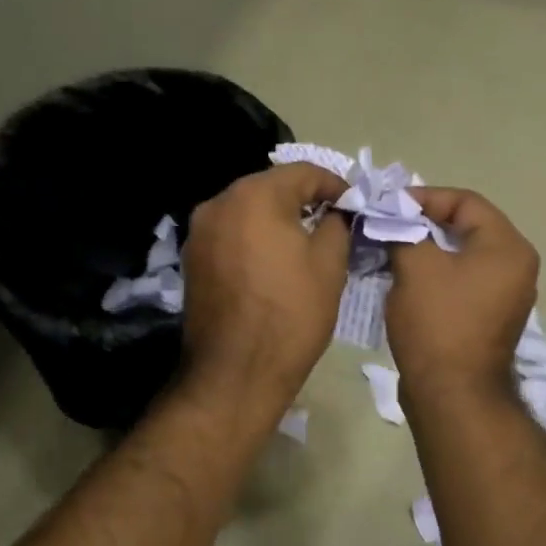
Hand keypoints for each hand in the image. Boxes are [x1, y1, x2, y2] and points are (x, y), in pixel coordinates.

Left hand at [178, 163, 349, 414]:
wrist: (235, 373)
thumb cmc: (291, 314)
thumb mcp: (329, 265)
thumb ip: (336, 225)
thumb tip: (335, 213)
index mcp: (254, 196)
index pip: (302, 172)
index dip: (334, 185)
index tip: (354, 205)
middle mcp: (218, 203)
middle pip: (270, 187)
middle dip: (303, 200)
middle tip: (333, 221)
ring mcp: (199, 232)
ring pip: (247, 211)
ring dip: (277, 219)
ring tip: (304, 243)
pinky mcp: (192, 260)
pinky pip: (231, 235)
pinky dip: (254, 239)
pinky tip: (272, 262)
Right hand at [386, 188, 538, 400]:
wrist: (452, 395)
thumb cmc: (438, 323)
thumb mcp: (416, 267)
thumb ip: (404, 231)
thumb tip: (392, 219)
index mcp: (508, 248)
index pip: (466, 202)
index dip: (425, 197)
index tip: (390, 206)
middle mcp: (516, 267)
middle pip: (467, 228)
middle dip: (424, 223)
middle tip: (388, 225)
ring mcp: (506, 296)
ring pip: (462, 256)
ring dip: (427, 250)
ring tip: (391, 249)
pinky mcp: (489, 318)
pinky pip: (462, 282)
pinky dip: (435, 274)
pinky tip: (405, 279)